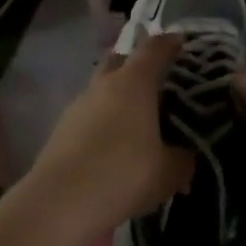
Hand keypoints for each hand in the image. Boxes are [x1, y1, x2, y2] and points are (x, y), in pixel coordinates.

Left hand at [24, 34, 195, 241]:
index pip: (154, 48)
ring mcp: (80, 103)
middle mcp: (105, 83)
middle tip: (156, 82)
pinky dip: (104, 121)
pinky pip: (90, 114)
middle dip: (138, 65)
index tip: (181, 43)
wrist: (60, 202)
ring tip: (136, 122)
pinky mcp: (62, 127)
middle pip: (122, 60)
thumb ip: (183, 161)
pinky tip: (113, 147)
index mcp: (135, 81)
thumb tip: (185, 158)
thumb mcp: (168, 173)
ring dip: (118, 97)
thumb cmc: (123, 174)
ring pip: (103, 88)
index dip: (170, 43)